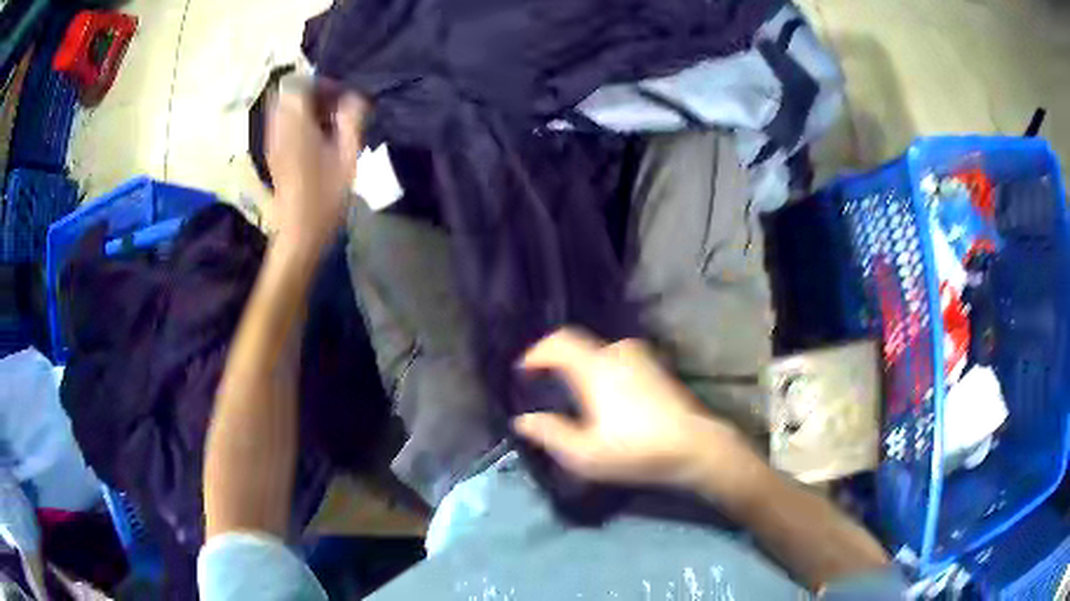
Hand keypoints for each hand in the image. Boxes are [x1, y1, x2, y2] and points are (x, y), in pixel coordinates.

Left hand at [266, 81, 366, 250]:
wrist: (299, 235)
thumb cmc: (325, 198)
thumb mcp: (348, 157)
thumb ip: (351, 120)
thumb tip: (354, 97)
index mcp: (295, 125)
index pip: (298, 83)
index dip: (320, 82)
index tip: (340, 95)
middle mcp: (278, 128)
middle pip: (287, 93)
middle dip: (311, 92)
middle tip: (334, 106)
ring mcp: (272, 142)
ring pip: (283, 108)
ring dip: (304, 107)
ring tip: (328, 122)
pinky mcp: (273, 154)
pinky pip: (282, 124)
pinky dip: (298, 121)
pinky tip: (316, 137)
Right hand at [513, 328, 760, 492]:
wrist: (696, 447)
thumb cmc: (636, 449)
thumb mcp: (584, 453)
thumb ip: (549, 433)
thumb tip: (522, 419)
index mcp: (596, 366)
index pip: (559, 341)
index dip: (537, 352)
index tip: (524, 371)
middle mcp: (619, 352)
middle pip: (581, 345)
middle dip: (560, 360)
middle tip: (549, 385)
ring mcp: (644, 358)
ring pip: (603, 353)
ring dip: (585, 366)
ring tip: (578, 393)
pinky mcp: (660, 369)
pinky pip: (622, 360)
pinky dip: (607, 371)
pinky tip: (611, 398)